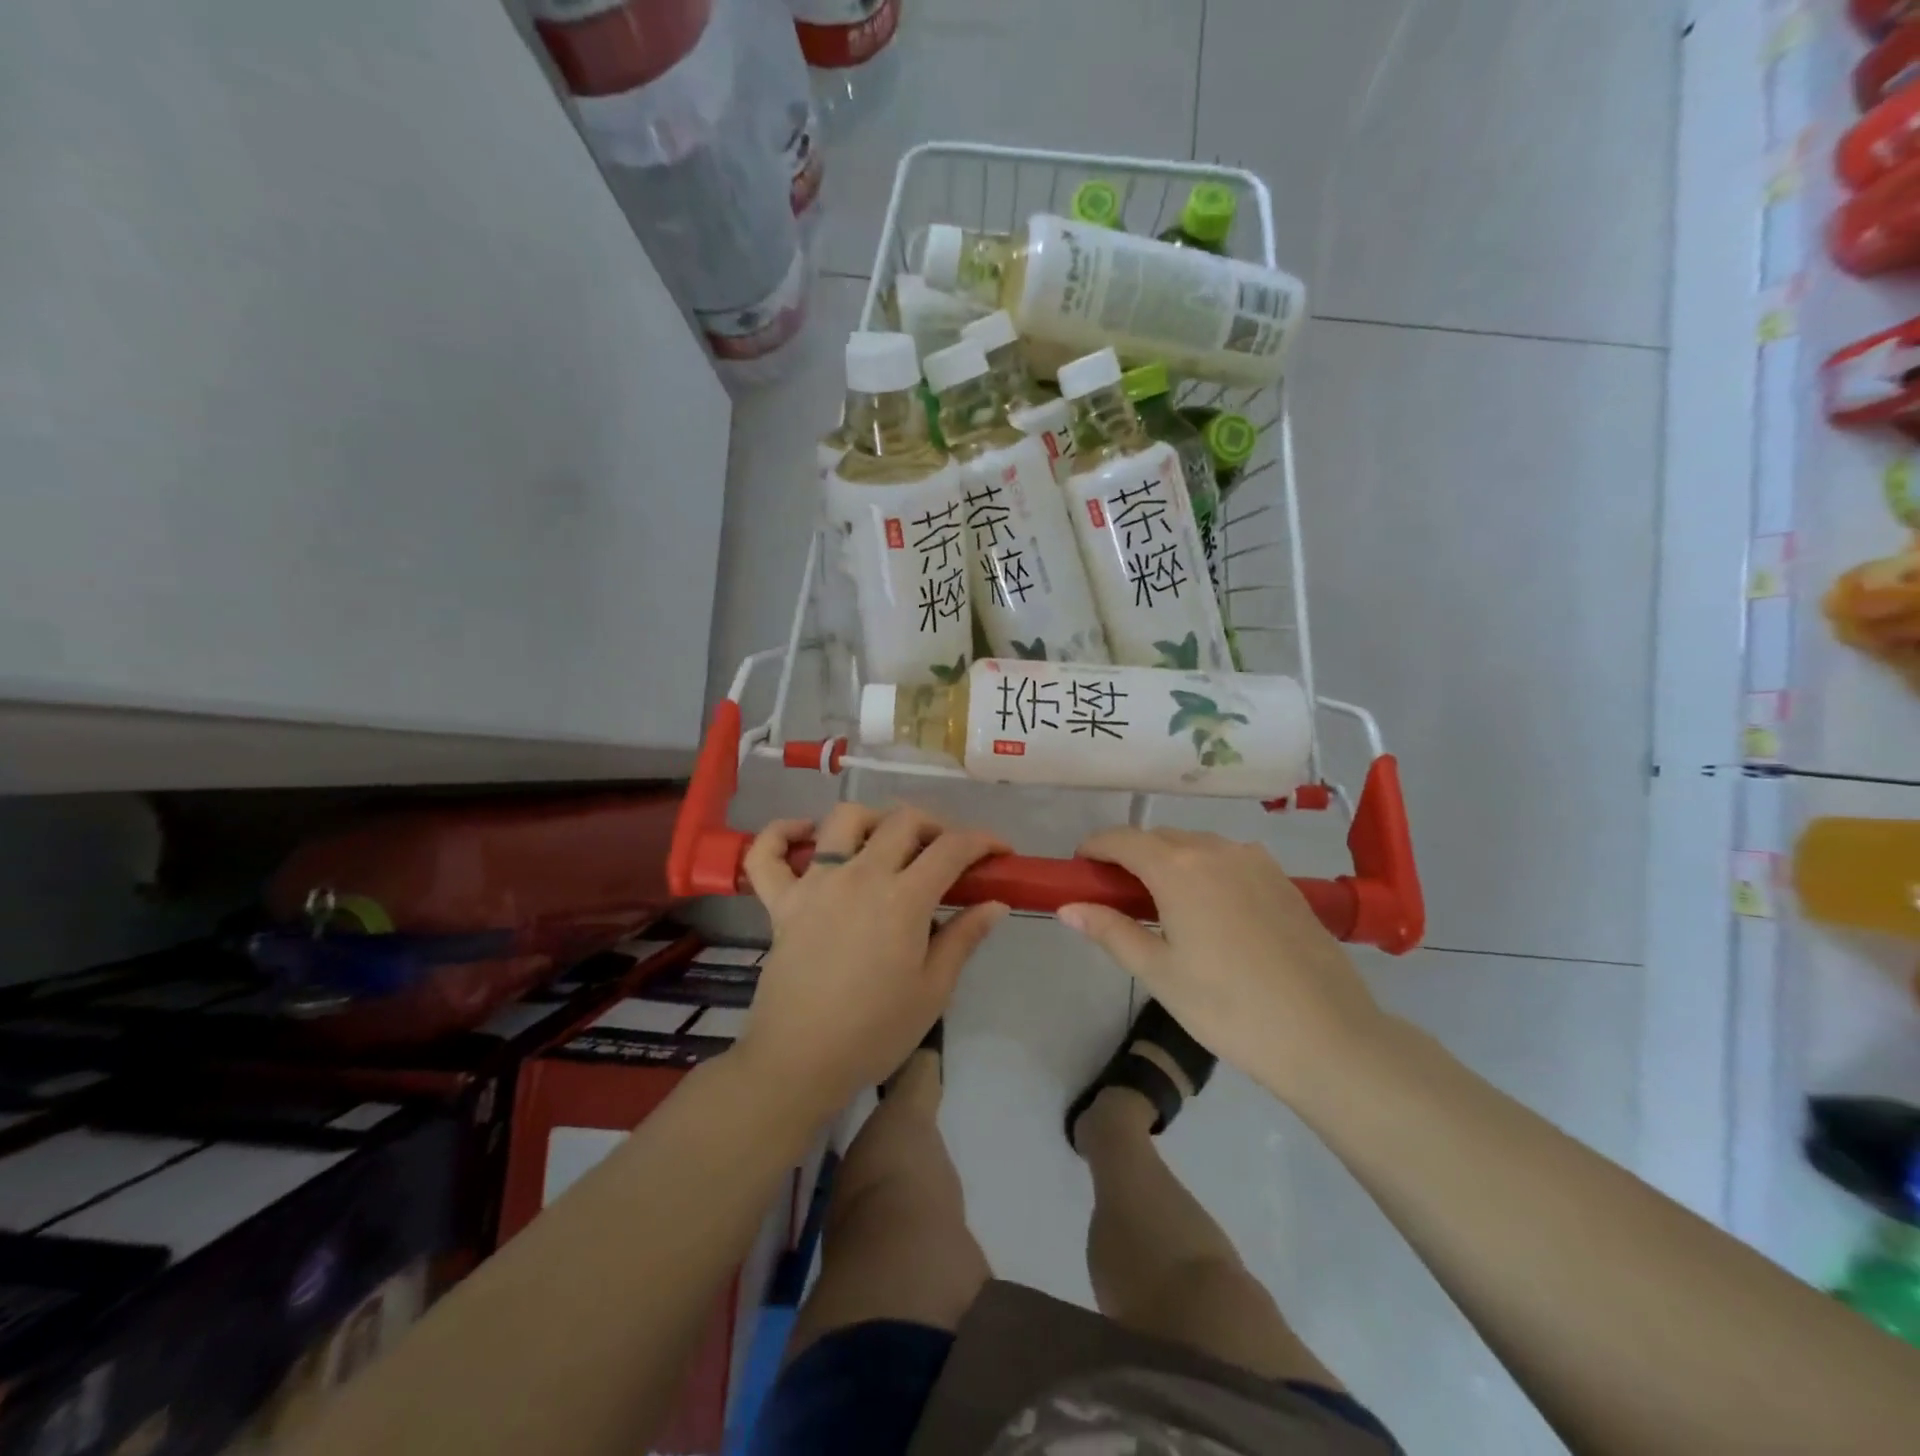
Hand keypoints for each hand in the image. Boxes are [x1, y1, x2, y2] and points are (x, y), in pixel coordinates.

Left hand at [735, 805, 1008, 1120]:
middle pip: (903, 821)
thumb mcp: (933, 990)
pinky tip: (806, 833)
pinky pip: (767, 852)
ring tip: (887, 842)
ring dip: (874, 819)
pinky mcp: (780, 901)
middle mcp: (860, 875)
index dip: (983, 841)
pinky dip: (782, 833)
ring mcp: (815, 883)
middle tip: (948, 854)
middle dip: (936, 826)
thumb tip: (996, 903)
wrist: (800, 1062)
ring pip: (844, 819)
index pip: (952, 848)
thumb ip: (964, 937)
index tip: (1000, 852)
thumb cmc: (875, 1032)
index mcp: (903, 899)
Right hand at [1057, 828, 1386, 1108]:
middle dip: (1130, 855)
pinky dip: (1204, 870)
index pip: (1122, 839)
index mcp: (1179, 868)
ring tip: (1161, 904)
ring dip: (1169, 861)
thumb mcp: (1159, 973)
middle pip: (1159, 838)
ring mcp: (1256, 861)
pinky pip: (1228, 859)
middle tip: (1115, 895)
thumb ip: (1110, 931)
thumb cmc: (1229, 1007)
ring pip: (1196, 846)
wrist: (1327, 1035)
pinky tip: (1209, 909)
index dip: (1095, 847)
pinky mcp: (1283, 879)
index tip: (1079, 868)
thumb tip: (1067, 907)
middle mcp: (1216, 849)